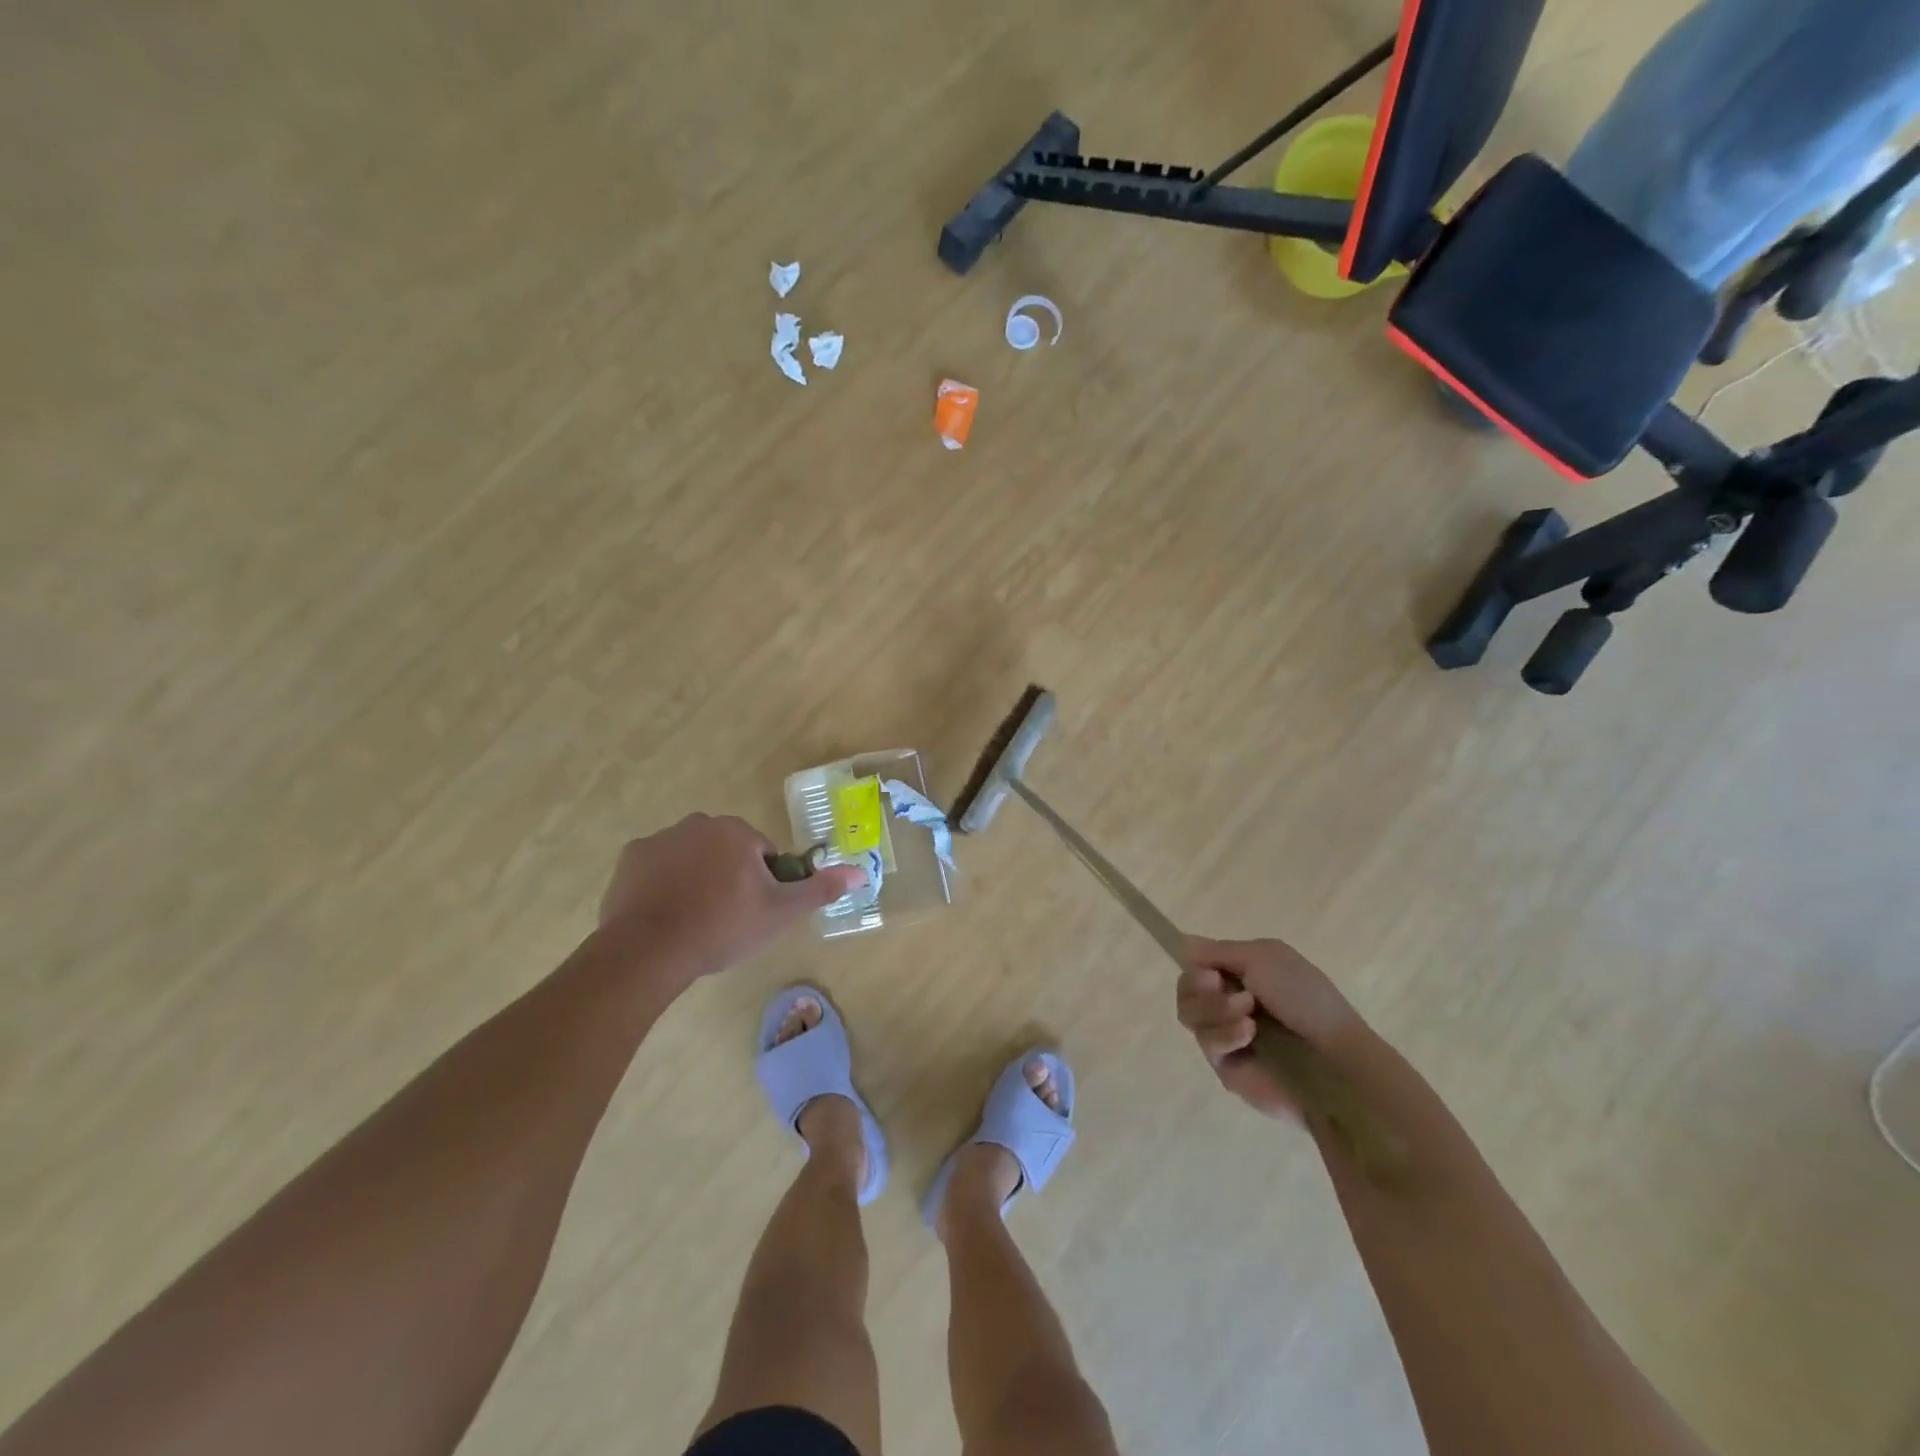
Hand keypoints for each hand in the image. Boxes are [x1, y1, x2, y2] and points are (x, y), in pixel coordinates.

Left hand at [597, 814, 864, 986]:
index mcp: (736, 832)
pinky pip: (658, 868)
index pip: (762, 853)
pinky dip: (663, 885)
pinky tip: (664, 915)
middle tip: (726, 918)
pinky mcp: (629, 859)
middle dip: (729, 877)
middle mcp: (698, 824)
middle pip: (726, 851)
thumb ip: (819, 889)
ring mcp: (660, 839)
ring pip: (692, 857)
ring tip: (694, 920)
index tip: (753, 911)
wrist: (649, 950)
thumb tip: (861, 872)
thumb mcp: (780, 913)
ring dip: (697, 879)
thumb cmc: (722, 927)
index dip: (763, 883)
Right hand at [1176, 936, 1363, 1119]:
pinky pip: (1206, 1044)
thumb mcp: (1264, 957)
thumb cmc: (1305, 1000)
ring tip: (1248, 1014)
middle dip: (1199, 987)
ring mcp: (1227, 1036)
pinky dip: (1225, 1034)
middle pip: (1185, 990)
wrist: (1333, 1060)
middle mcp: (1230, 1002)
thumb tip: (1183, 945)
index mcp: (1242, 975)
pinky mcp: (1226, 1067)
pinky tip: (1249, 1034)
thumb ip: (1218, 950)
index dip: (1196, 966)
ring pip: (1189, 1015)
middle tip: (1218, 986)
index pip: (1197, 966)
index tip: (1210, 970)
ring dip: (1215, 1008)